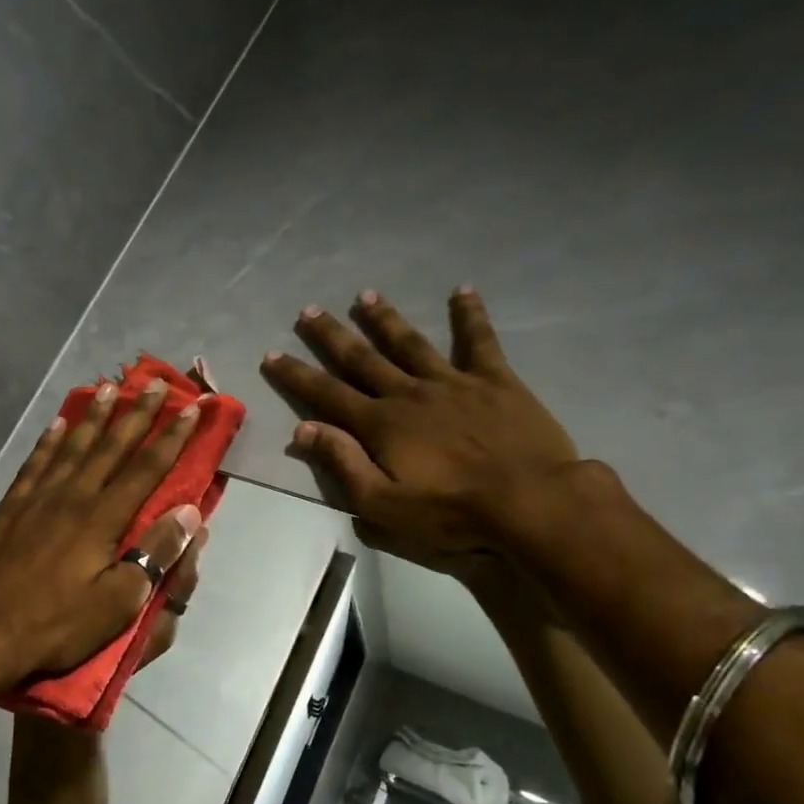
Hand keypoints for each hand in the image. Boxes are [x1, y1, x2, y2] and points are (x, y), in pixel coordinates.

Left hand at [0, 379, 202, 696]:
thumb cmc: (56, 625)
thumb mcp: (117, 603)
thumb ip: (154, 555)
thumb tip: (189, 512)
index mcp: (102, 519)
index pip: (146, 469)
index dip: (172, 438)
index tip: (193, 410)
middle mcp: (72, 496)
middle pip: (111, 447)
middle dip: (138, 414)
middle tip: (157, 385)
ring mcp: (36, 498)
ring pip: (72, 446)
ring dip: (94, 417)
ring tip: (109, 390)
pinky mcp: (10, 507)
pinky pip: (34, 463)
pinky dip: (49, 441)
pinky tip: (57, 425)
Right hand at [259, 288, 578, 575]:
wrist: (531, 503)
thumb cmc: (452, 513)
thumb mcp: (383, 505)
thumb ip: (343, 464)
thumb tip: (303, 430)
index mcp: (380, 425)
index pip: (327, 394)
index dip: (297, 375)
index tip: (272, 354)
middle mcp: (409, 393)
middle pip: (362, 359)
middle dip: (332, 335)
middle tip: (309, 311)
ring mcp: (453, 382)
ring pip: (410, 343)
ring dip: (385, 319)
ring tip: (366, 295)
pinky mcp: (495, 381)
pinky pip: (480, 341)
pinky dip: (470, 315)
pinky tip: (463, 290)